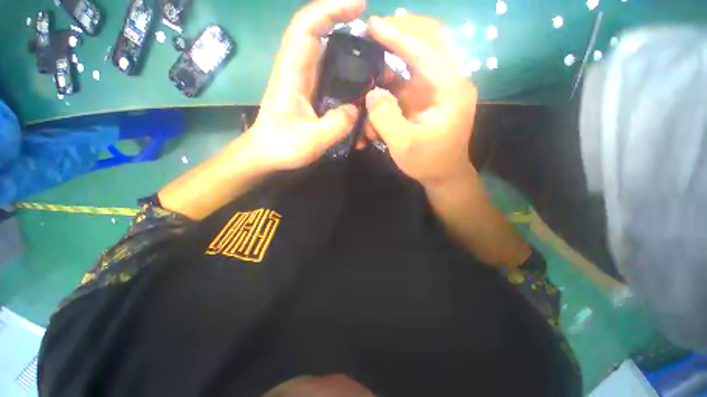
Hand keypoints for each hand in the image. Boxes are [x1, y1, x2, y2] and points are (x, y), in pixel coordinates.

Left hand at [244, 0, 364, 171]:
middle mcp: (299, 70)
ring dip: (351, 52)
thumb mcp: (312, 140)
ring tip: (374, 63)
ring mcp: (306, 82)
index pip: (307, 26)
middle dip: (347, 27)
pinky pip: (332, 75)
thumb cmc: (282, 146)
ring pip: (329, 55)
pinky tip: (361, 85)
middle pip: (321, 34)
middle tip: (376, 40)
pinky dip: (347, 74)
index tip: (359, 6)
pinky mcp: (312, 93)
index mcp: (292, 73)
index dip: (331, 9)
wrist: (267, 154)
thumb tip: (356, 110)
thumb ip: (337, 124)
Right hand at [365, 15, 478, 184]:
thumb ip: (386, 118)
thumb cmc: (428, 162)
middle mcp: (450, 82)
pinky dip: (393, 76)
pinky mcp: (428, 97)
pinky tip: (379, 79)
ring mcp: (438, 88)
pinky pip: (410, 77)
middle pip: (430, 40)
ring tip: (373, 47)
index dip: (399, 36)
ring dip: (396, 52)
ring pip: (419, 56)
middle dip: (402, 30)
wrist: (444, 175)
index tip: (373, 25)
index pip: (427, 51)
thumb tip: (372, 93)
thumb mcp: (404, 145)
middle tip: (375, 27)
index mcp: (452, 91)